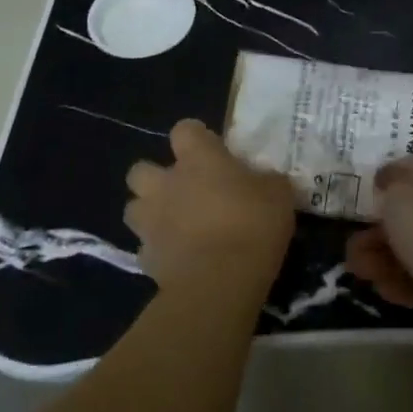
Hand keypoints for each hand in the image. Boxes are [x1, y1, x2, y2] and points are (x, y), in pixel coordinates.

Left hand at [125, 120, 295, 289]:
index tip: (212, 152)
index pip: (185, 130)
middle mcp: (166, 183)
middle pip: (140, 170)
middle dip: (156, 179)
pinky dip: (159, 250)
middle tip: (184, 192)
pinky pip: (146, 247)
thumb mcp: (278, 195)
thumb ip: (266, 181)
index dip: (196, 139)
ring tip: (175, 226)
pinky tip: (179, 259)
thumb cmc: (253, 225)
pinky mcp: (145, 257)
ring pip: (134, 208)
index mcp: (198, 159)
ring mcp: (150, 221)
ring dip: (150, 213)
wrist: (220, 281)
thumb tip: (264, 180)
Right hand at [346, 154, 412, 314]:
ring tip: (359, 269)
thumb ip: (391, 181)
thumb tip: (392, 180)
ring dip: (382, 257)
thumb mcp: (398, 190)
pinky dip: (402, 278)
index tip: (369, 194)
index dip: (390, 177)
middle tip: (353, 246)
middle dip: (378, 230)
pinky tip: (384, 287)